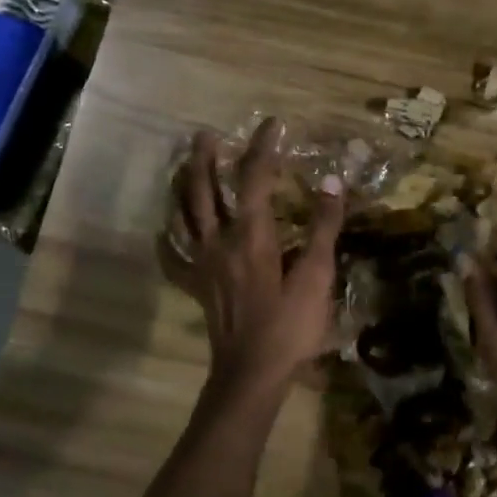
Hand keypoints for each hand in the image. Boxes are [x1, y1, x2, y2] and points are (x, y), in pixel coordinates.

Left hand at [169, 119, 344, 396]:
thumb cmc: (290, 326)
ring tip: (181, 168)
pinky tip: (165, 231)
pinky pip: (174, 257)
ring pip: (183, 216)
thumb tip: (331, 182)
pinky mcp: (196, 287)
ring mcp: (202, 265)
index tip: (272, 124)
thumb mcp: (317, 276)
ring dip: (182, 187)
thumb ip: (323, 227)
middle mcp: (219, 241)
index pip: (255, 179)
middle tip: (205, 133)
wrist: (252, 373)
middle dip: (204, 158)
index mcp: (251, 235)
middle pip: (204, 191)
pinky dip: (167, 239)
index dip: (263, 148)